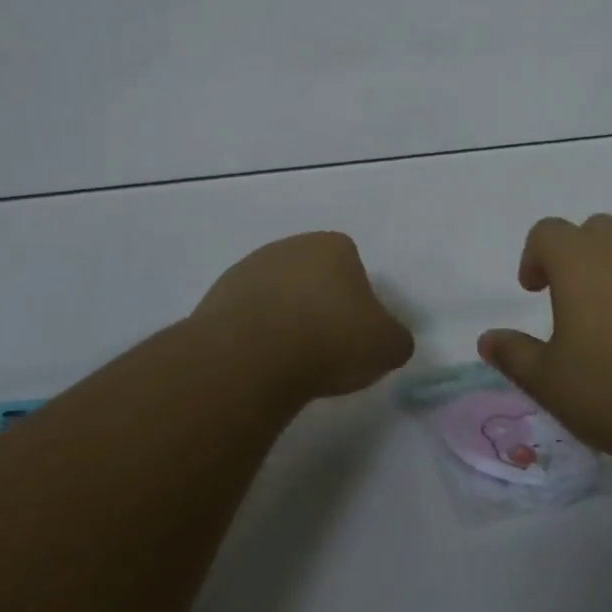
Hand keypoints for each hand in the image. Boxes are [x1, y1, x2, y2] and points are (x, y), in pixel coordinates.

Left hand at [192, 231, 413, 401]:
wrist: (253, 357)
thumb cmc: (331, 340)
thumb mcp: (388, 346)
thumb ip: (395, 339)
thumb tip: (388, 342)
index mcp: (334, 246)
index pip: (353, 267)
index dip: (357, 303)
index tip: (354, 336)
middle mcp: (290, 247)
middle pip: (312, 278)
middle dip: (319, 307)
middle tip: (325, 350)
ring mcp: (248, 269)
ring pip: (277, 296)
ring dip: (284, 321)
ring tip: (290, 363)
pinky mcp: (216, 297)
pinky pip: (246, 317)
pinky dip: (255, 337)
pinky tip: (260, 365)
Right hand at [477, 214, 611, 474]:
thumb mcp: (550, 382)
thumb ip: (514, 355)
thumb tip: (487, 340)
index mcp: (581, 261)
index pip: (548, 232)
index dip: (534, 256)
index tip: (533, 290)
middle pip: (593, 230)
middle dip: (576, 255)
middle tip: (570, 298)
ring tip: (611, 320)